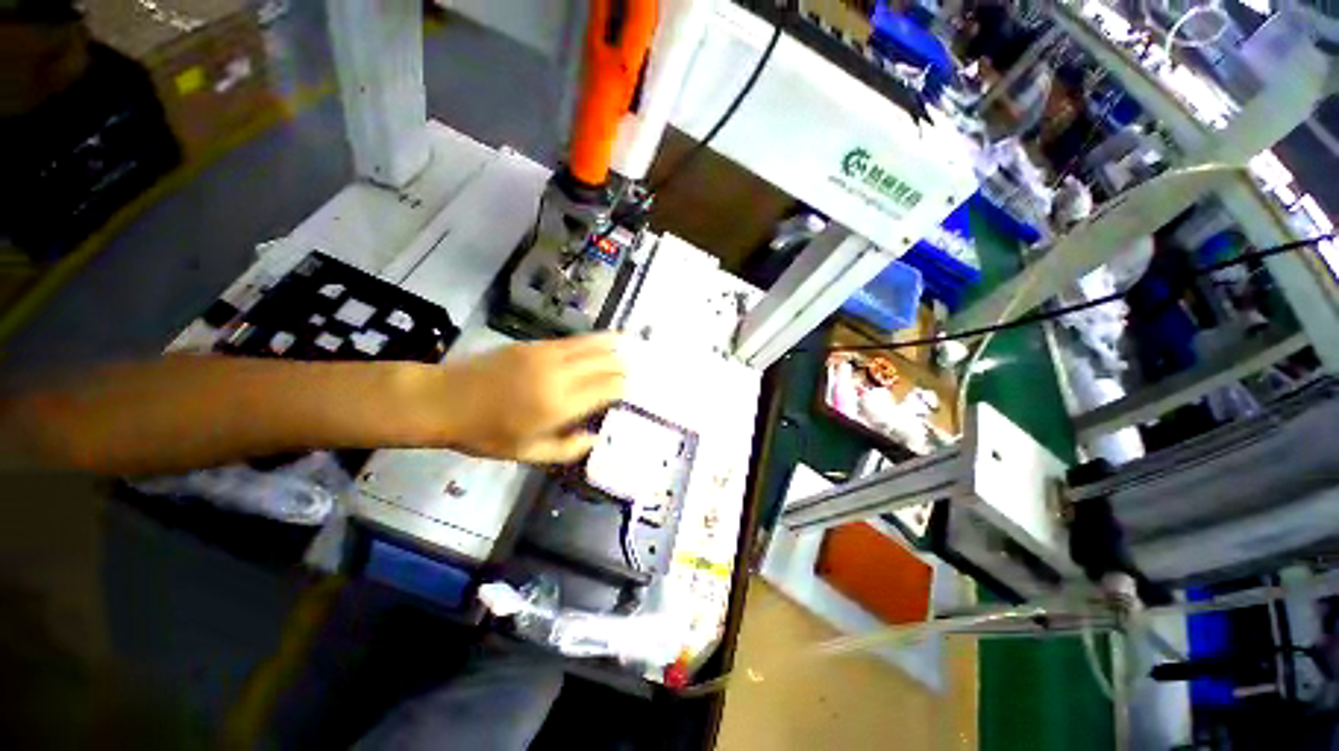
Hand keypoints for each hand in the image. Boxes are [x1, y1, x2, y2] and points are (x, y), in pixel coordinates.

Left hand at [427, 334, 625, 463]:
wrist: (444, 400)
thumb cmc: (486, 434)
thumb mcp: (527, 453)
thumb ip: (567, 449)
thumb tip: (595, 439)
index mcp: (560, 405)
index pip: (607, 388)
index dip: (625, 387)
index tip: (634, 390)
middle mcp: (560, 375)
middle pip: (604, 363)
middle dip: (624, 366)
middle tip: (637, 370)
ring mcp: (547, 355)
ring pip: (592, 345)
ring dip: (614, 346)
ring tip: (632, 344)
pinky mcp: (535, 344)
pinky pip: (573, 340)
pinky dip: (593, 340)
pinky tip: (602, 340)